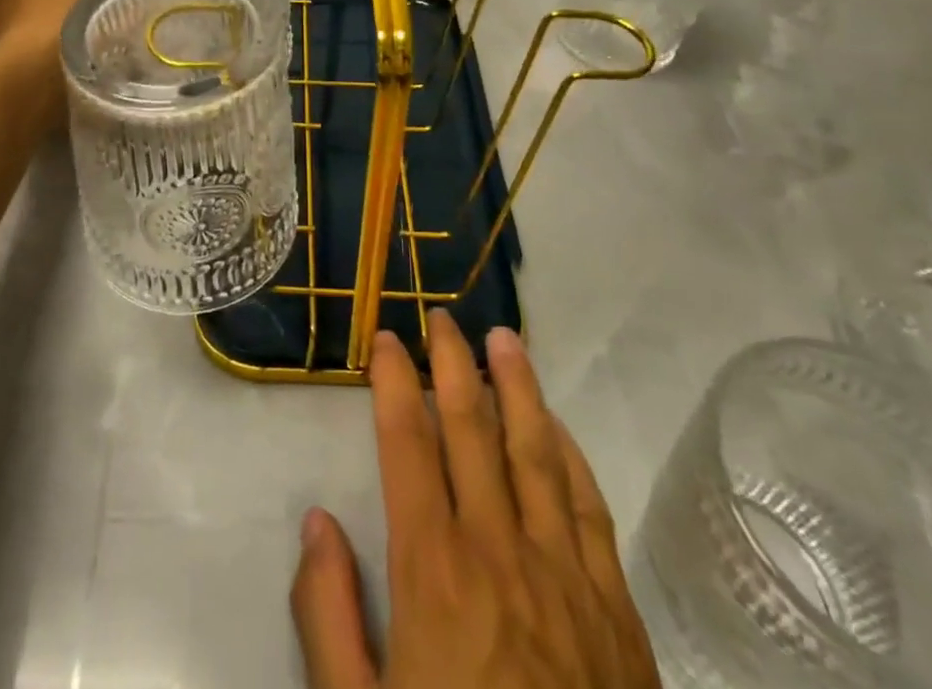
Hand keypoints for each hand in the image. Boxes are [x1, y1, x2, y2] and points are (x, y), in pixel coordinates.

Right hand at [292, 315, 661, 688]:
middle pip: (474, 428)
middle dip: (454, 363)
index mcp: (434, 570)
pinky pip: (590, 507)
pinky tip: (557, 426)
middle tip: (441, 315)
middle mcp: (499, 550)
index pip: (409, 442)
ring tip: (503, 337)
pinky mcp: (614, 608)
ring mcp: (565, 575)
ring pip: (537, 451)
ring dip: (518, 386)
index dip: (396, 381)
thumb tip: (317, 520)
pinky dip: (570, 454)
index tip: (387, 338)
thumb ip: (328, 616)